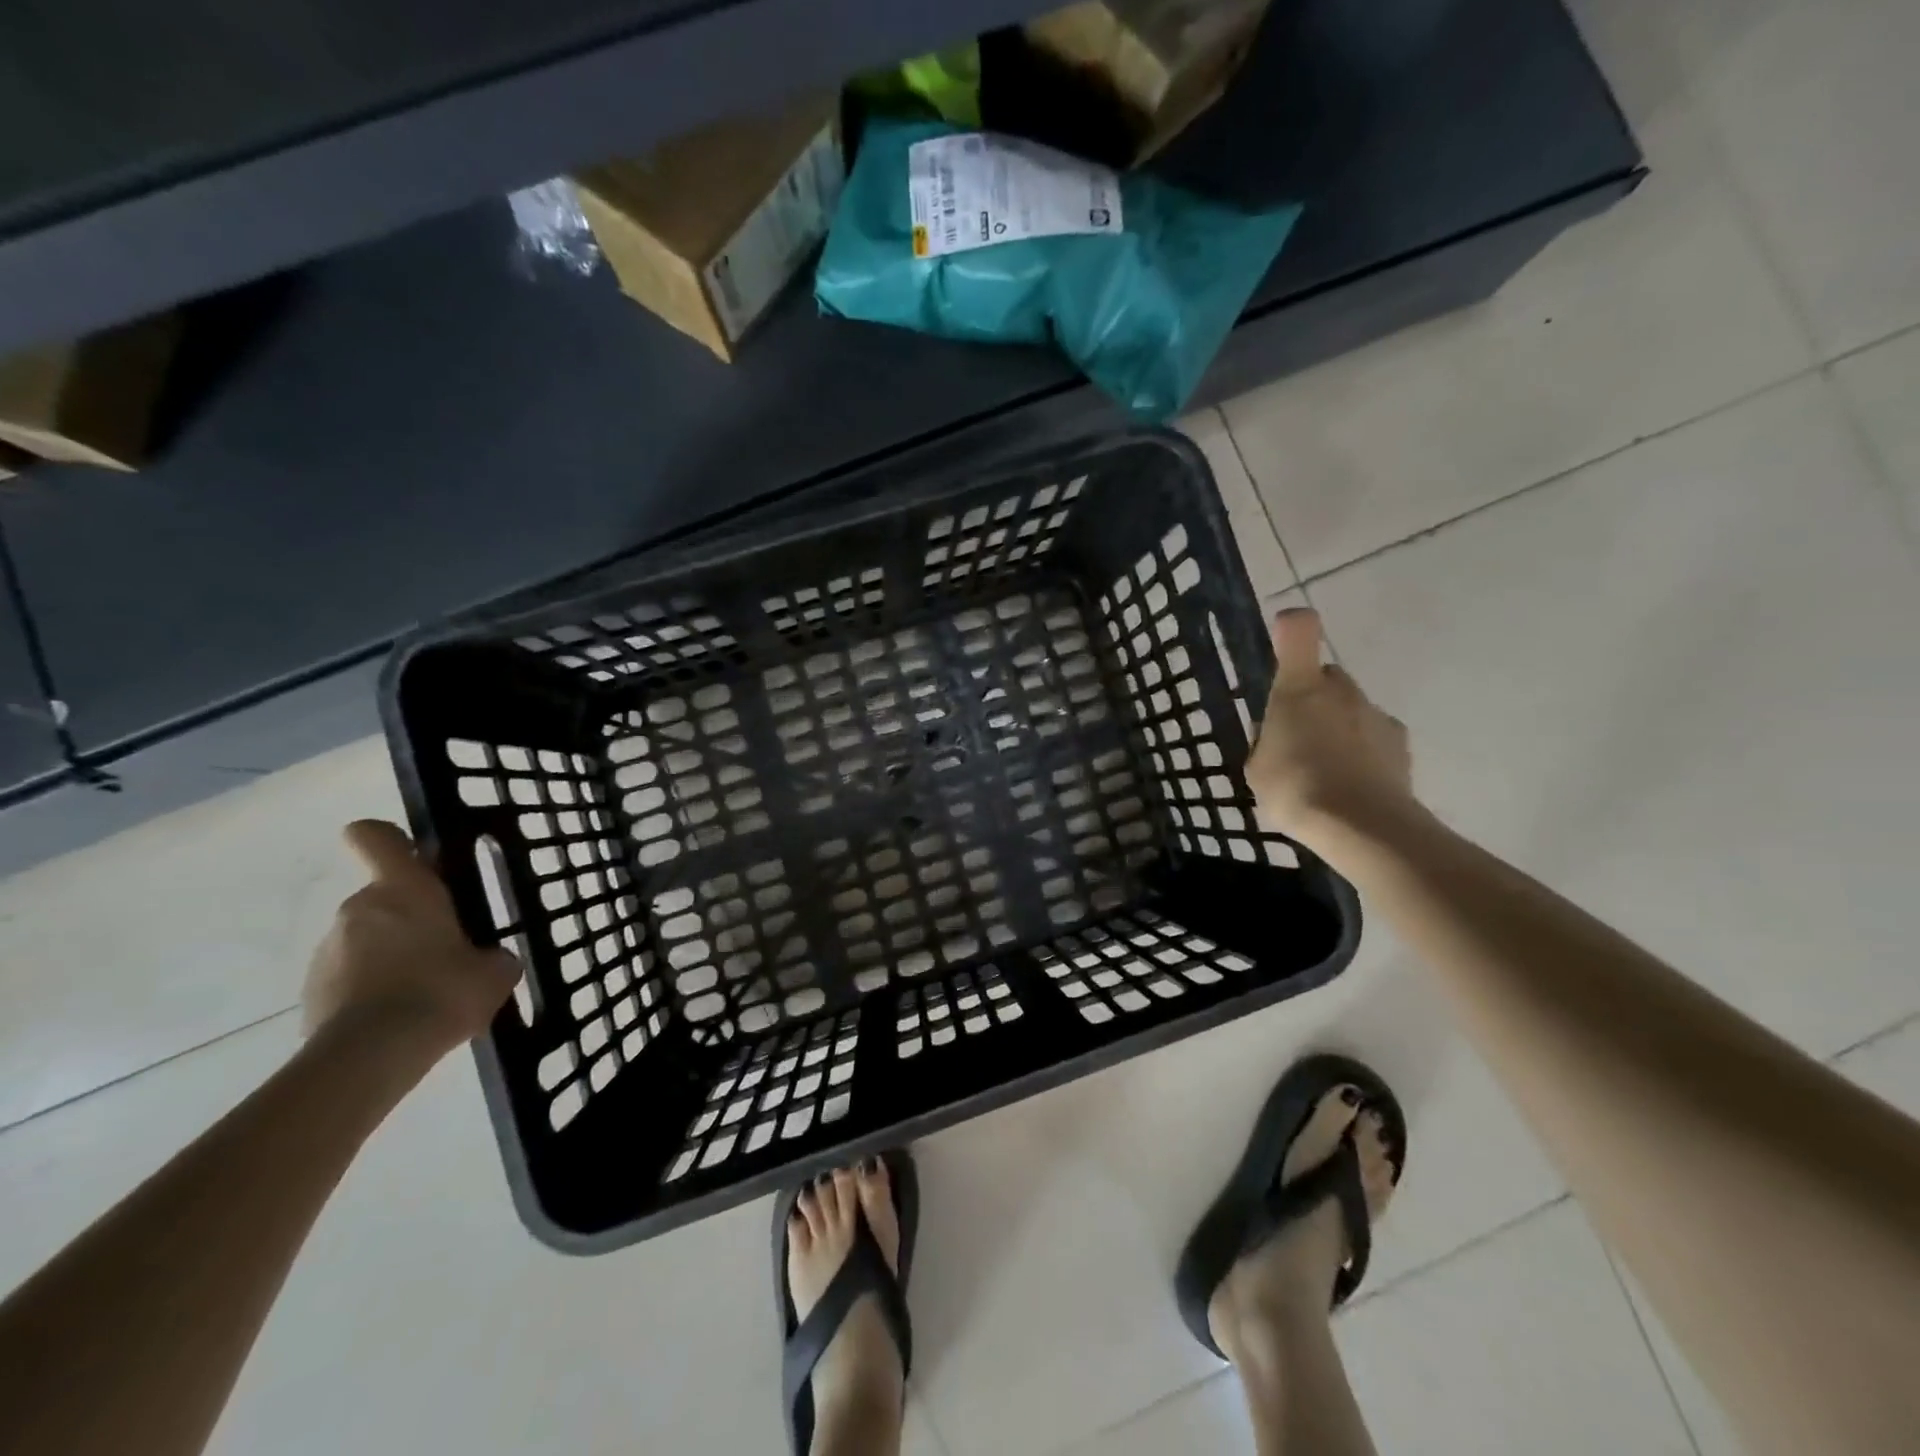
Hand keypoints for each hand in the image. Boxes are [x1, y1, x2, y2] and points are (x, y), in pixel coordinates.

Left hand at [302, 820, 520, 1056]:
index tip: (416, 856)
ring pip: (366, 939)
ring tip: (425, 992)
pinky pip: (350, 976)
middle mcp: (358, 908)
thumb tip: (488, 960)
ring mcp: (327, 950)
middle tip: (447, 949)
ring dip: (391, 955)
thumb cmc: (442, 991)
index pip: (375, 837)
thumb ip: (492, 955)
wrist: (372, 1056)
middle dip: (411, 918)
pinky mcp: (312, 991)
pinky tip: (400, 1018)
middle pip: (383, 896)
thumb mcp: (494, 972)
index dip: (391, 839)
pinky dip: (372, 989)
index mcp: (404, 889)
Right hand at [1244, 610, 1418, 852]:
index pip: (1299, 630)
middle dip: (1314, 696)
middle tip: (1296, 734)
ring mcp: (1376, 715)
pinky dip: (1363, 752)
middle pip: (1328, 677)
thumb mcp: (1257, 767)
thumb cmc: (1295, 788)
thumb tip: (1277, 733)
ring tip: (1323, 770)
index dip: (1290, 626)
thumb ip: (1267, 741)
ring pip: (1352, 709)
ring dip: (1339, 727)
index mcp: (1299, 688)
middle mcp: (1342, 691)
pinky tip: (1350, 785)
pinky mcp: (1401, 746)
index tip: (1282, 637)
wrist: (1361, 827)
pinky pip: (1374, 738)